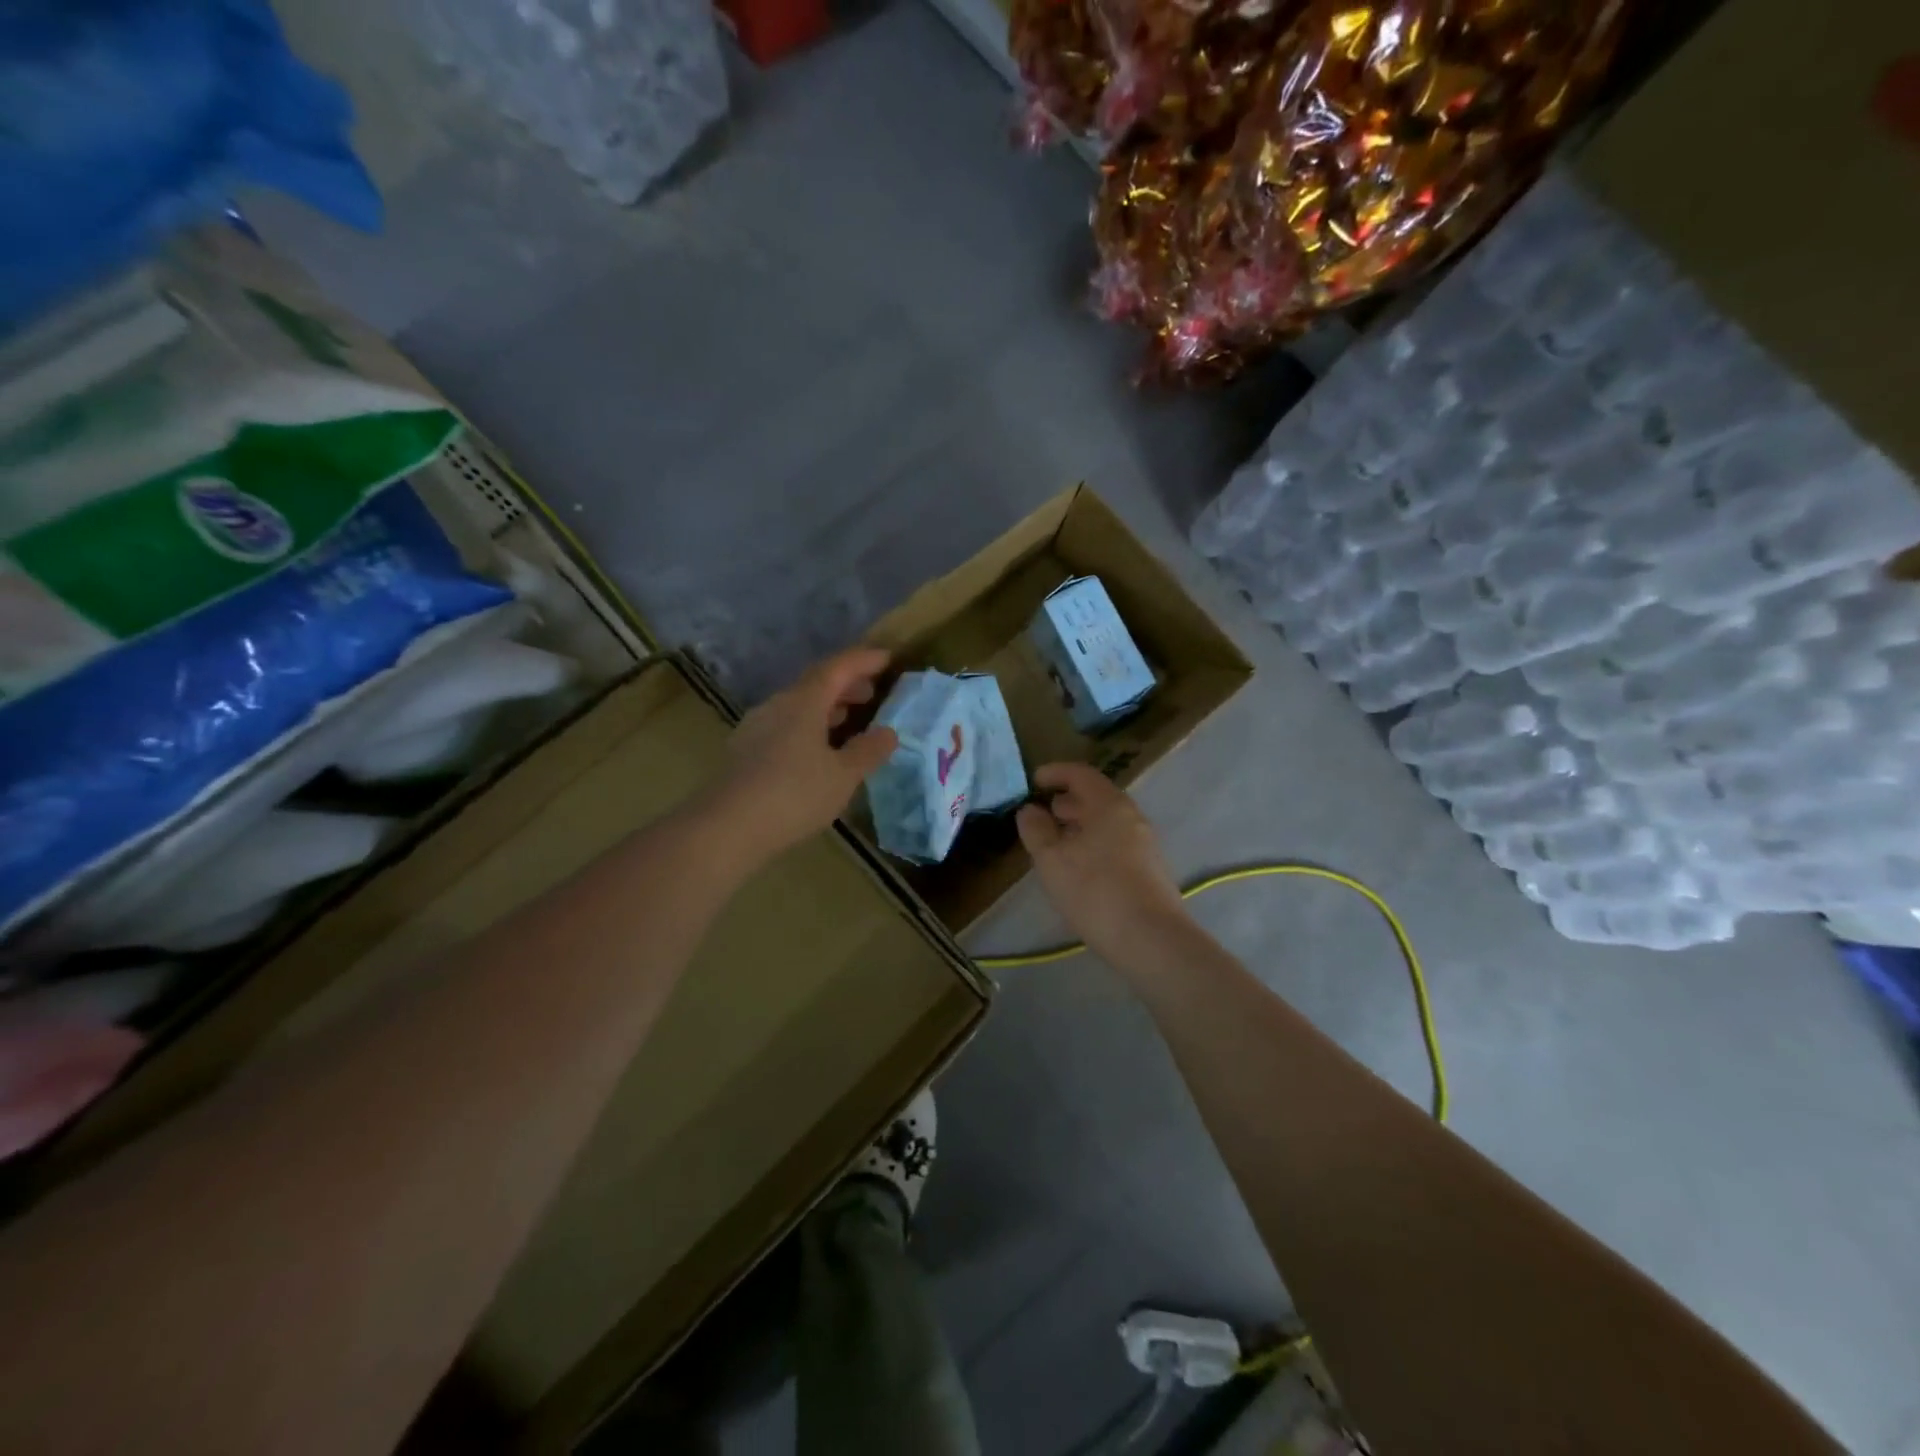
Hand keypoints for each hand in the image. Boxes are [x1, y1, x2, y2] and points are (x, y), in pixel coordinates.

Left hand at [704, 648, 898, 861]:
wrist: (727, 827)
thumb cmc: (794, 794)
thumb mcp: (843, 775)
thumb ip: (868, 751)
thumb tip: (888, 732)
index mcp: (804, 702)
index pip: (837, 668)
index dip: (863, 660)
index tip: (887, 658)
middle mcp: (777, 705)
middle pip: (815, 683)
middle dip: (845, 684)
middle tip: (871, 692)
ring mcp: (756, 727)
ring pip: (798, 705)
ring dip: (826, 707)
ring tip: (848, 719)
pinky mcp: (745, 750)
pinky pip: (784, 725)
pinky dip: (808, 726)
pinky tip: (816, 750)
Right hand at [1015, 763, 1190, 966]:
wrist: (1153, 940)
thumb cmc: (1096, 892)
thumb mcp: (1052, 861)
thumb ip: (1037, 830)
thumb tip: (1030, 810)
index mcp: (1109, 805)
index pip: (1081, 774)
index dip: (1055, 773)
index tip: (1033, 781)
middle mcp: (1132, 817)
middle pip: (1097, 797)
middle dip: (1067, 801)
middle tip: (1042, 814)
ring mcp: (1145, 843)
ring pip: (1107, 822)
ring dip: (1080, 825)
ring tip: (1056, 843)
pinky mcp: (1150, 869)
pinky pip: (1116, 842)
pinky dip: (1094, 842)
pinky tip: (1080, 868)